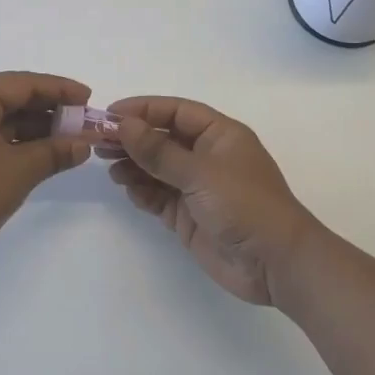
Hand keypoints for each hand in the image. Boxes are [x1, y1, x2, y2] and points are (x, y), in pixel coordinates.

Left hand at [0, 73, 93, 272]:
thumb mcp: (19, 170)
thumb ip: (55, 152)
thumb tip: (84, 144)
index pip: (24, 83)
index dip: (60, 89)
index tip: (89, 98)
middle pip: (14, 100)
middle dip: (51, 112)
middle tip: (85, 124)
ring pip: (5, 122)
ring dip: (38, 132)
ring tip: (72, 143)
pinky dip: (20, 147)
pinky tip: (45, 158)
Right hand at [106, 96, 324, 305]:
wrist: (275, 264)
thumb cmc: (245, 205)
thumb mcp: (200, 172)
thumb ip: (159, 151)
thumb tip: (123, 124)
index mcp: (219, 135)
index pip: (175, 112)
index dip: (143, 110)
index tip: (110, 114)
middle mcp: (207, 157)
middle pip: (162, 139)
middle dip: (132, 139)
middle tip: (99, 142)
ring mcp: (197, 187)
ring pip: (157, 168)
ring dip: (133, 165)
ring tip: (109, 168)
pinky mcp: (189, 215)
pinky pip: (158, 196)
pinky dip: (142, 191)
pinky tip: (127, 188)